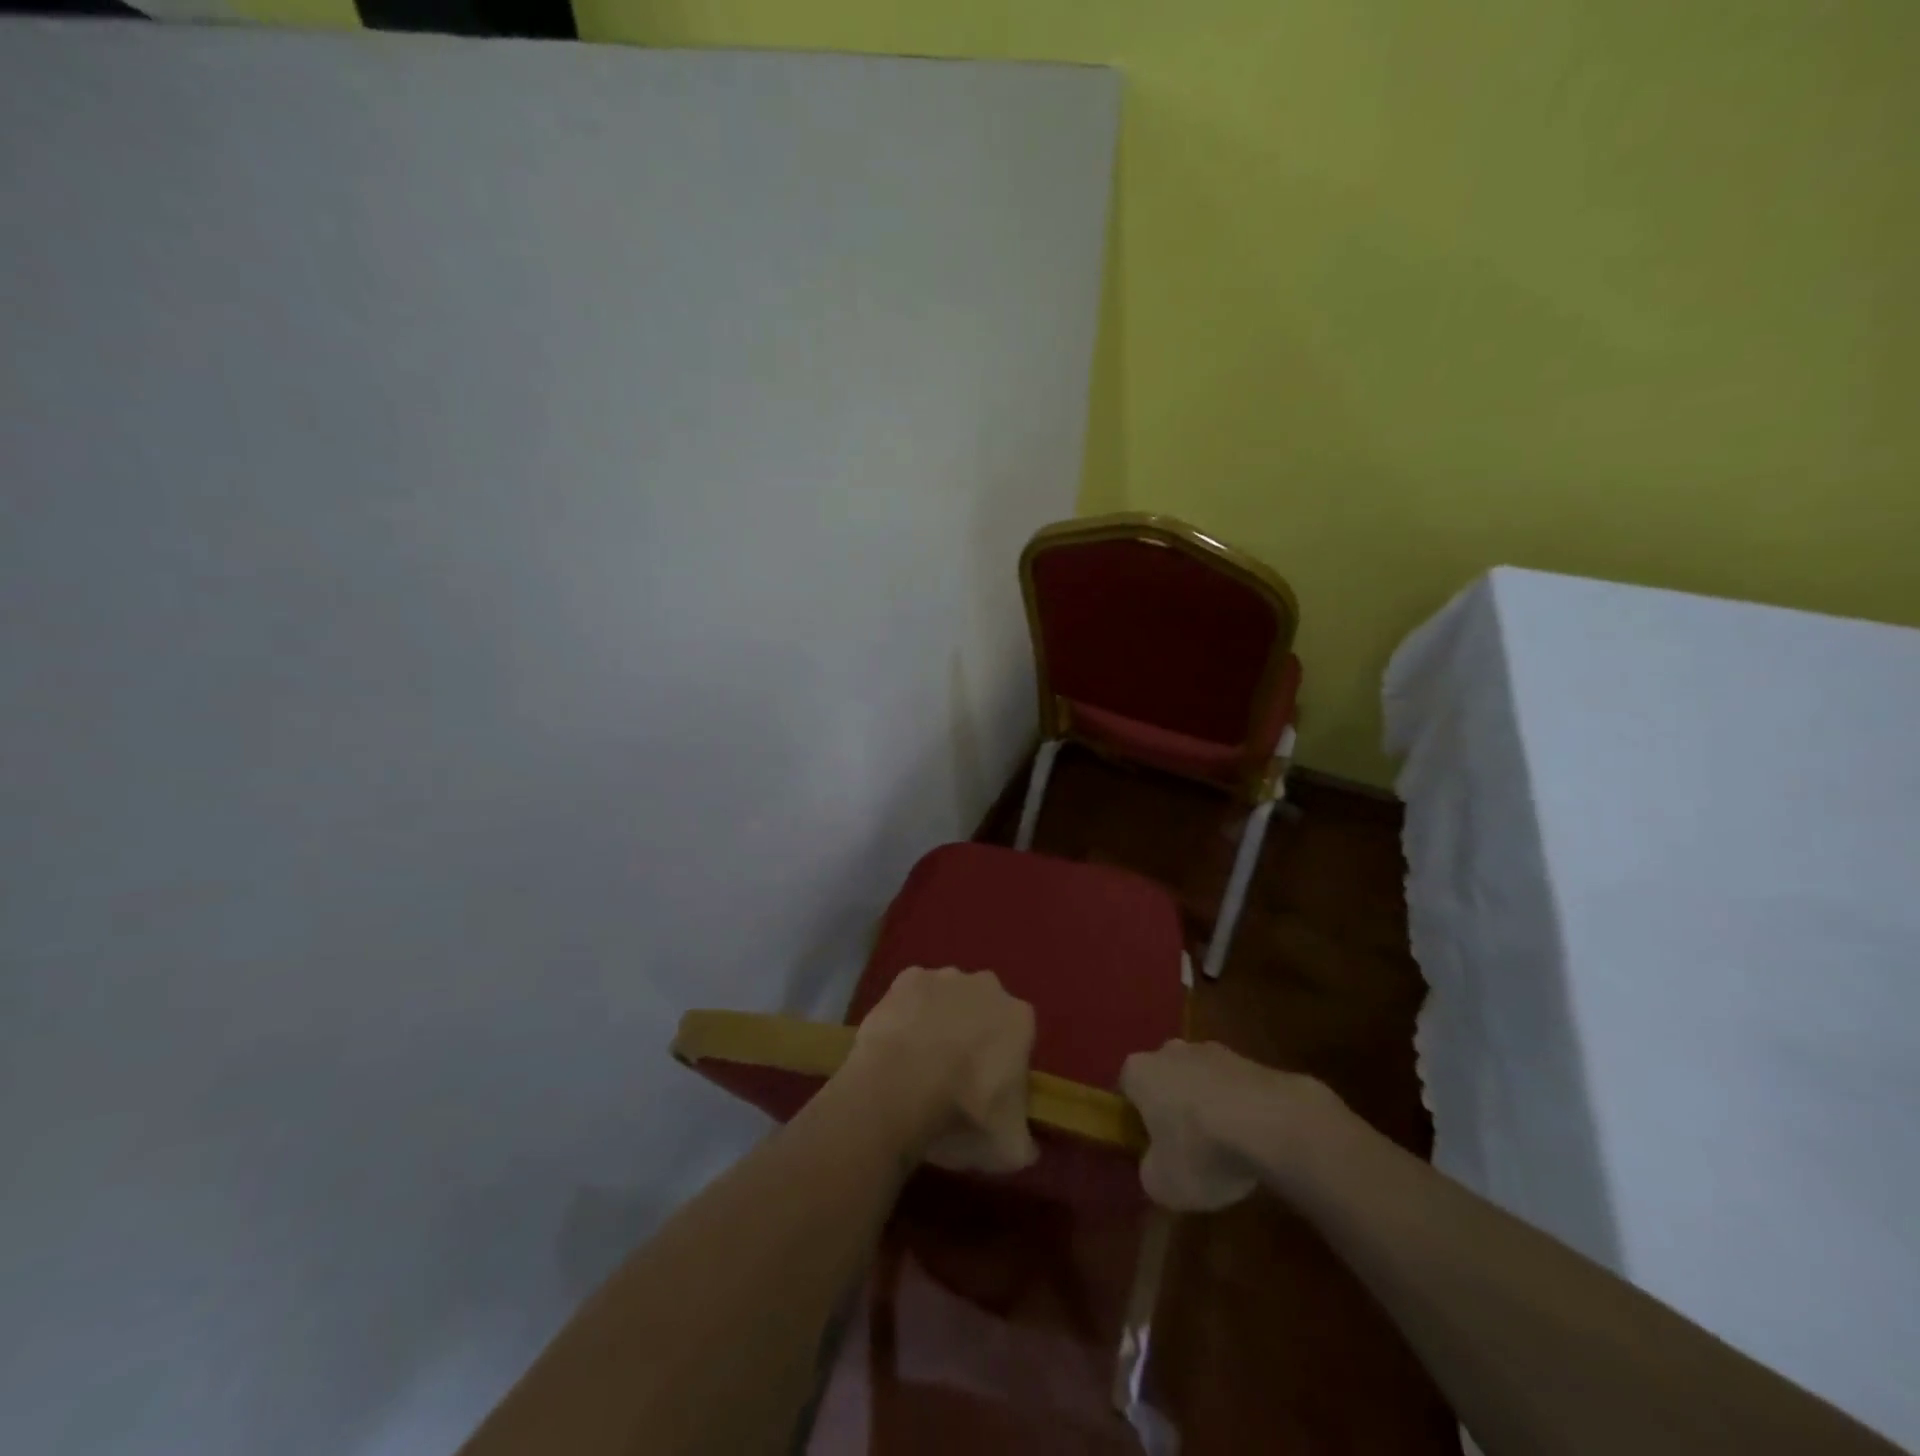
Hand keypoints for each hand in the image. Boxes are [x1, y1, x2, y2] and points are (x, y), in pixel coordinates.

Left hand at [844, 967, 1038, 1174]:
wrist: (901, 1086)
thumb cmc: (963, 1113)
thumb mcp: (1009, 1148)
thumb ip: (1023, 1142)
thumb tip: (1025, 1148)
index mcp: (1019, 1018)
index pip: (1019, 1037)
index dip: (1004, 1064)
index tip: (988, 1091)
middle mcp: (987, 986)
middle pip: (984, 1010)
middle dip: (974, 1034)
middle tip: (954, 1076)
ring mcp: (944, 978)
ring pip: (948, 997)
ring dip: (940, 1020)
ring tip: (919, 1062)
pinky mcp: (906, 978)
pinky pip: (912, 995)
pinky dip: (907, 1013)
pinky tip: (896, 1043)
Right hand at [1121, 1040, 1337, 1210]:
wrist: (1272, 1123)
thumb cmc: (1201, 1149)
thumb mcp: (1161, 1183)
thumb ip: (1150, 1171)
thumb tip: (1157, 1165)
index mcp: (1139, 1070)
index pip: (1126, 1089)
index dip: (1135, 1120)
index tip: (1148, 1148)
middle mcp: (1170, 1050)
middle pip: (1164, 1079)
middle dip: (1172, 1108)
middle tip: (1185, 1148)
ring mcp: (1213, 1050)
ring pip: (1200, 1081)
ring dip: (1207, 1107)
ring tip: (1225, 1150)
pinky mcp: (1251, 1060)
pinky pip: (1233, 1088)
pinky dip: (1238, 1110)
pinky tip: (1252, 1141)